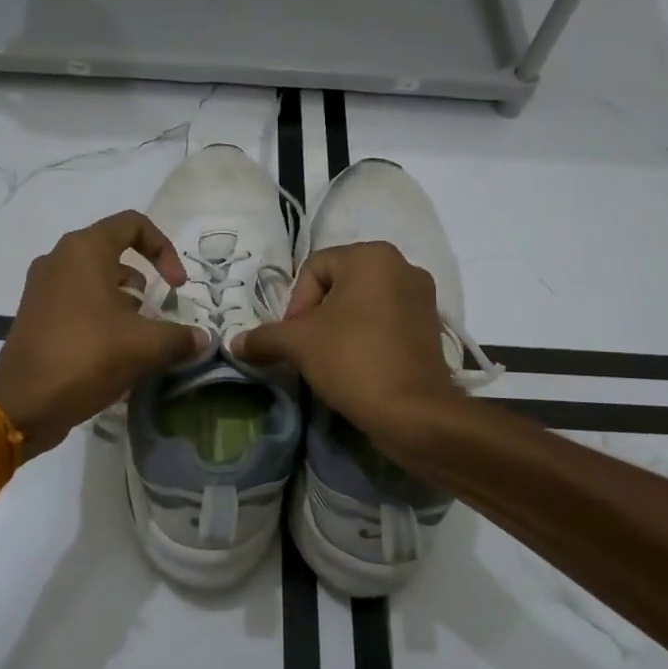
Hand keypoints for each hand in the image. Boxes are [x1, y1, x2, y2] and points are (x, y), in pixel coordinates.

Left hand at [0, 211, 204, 456]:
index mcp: (84, 250)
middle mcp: (60, 259)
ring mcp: (43, 287)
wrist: (22, 403)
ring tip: (139, 336)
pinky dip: (101, 315)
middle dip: (144, 280)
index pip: (133, 225)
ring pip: (95, 279)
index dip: (164, 249)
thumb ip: (180, 337)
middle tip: (158, 312)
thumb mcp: (145, 346)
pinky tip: (115, 351)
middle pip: (114, 252)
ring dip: (124, 301)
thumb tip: (203, 340)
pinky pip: (77, 301)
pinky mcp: (35, 314)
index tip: (177, 285)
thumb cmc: (86, 357)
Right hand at [234, 242, 460, 447]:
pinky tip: (358, 366)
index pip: (314, 269)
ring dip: (341, 328)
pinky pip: (387, 322)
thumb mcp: (298, 345)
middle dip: (318, 316)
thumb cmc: (353, 361)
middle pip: (339, 284)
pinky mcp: (432, 327)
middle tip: (308, 349)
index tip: (295, 338)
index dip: (296, 303)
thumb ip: (264, 337)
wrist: (414, 412)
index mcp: (371, 256)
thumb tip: (235, 343)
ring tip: (330, 360)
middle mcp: (402, 266)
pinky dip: (367, 338)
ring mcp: (422, 297)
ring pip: (363, 305)